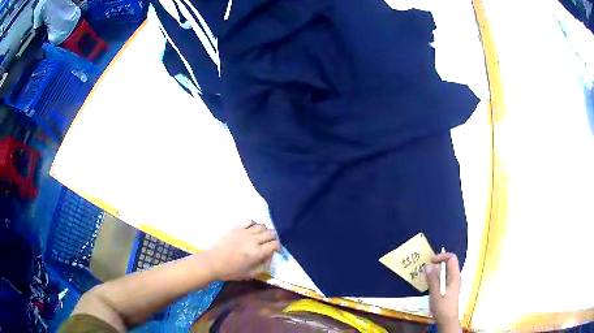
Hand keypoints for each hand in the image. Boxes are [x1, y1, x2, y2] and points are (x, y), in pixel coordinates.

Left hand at [206, 221, 279, 280]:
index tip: (277, 251)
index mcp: (257, 252)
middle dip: (274, 239)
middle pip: (270, 233)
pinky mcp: (236, 228)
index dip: (278, 247)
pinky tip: (252, 230)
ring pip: (261, 226)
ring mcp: (244, 232)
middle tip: (270, 244)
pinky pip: (249, 220)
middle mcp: (253, 240)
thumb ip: (264, 266)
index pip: (275, 244)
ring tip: (261, 237)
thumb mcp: (251, 274)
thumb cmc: (232, 271)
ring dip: (265, 231)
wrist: (213, 262)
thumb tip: (270, 257)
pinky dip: (254, 224)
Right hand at [425, 252, 461, 331]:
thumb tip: (428, 265)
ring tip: (426, 276)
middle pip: (450, 263)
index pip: (452, 258)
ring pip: (446, 271)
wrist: (447, 320)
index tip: (431, 261)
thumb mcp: (435, 294)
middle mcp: (456, 278)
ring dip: (437, 270)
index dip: (442, 256)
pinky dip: (438, 277)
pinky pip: (445, 277)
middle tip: (426, 268)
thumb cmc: (442, 308)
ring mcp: (453, 283)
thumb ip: (432, 280)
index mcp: (454, 277)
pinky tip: (431, 284)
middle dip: (438, 262)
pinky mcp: (450, 289)